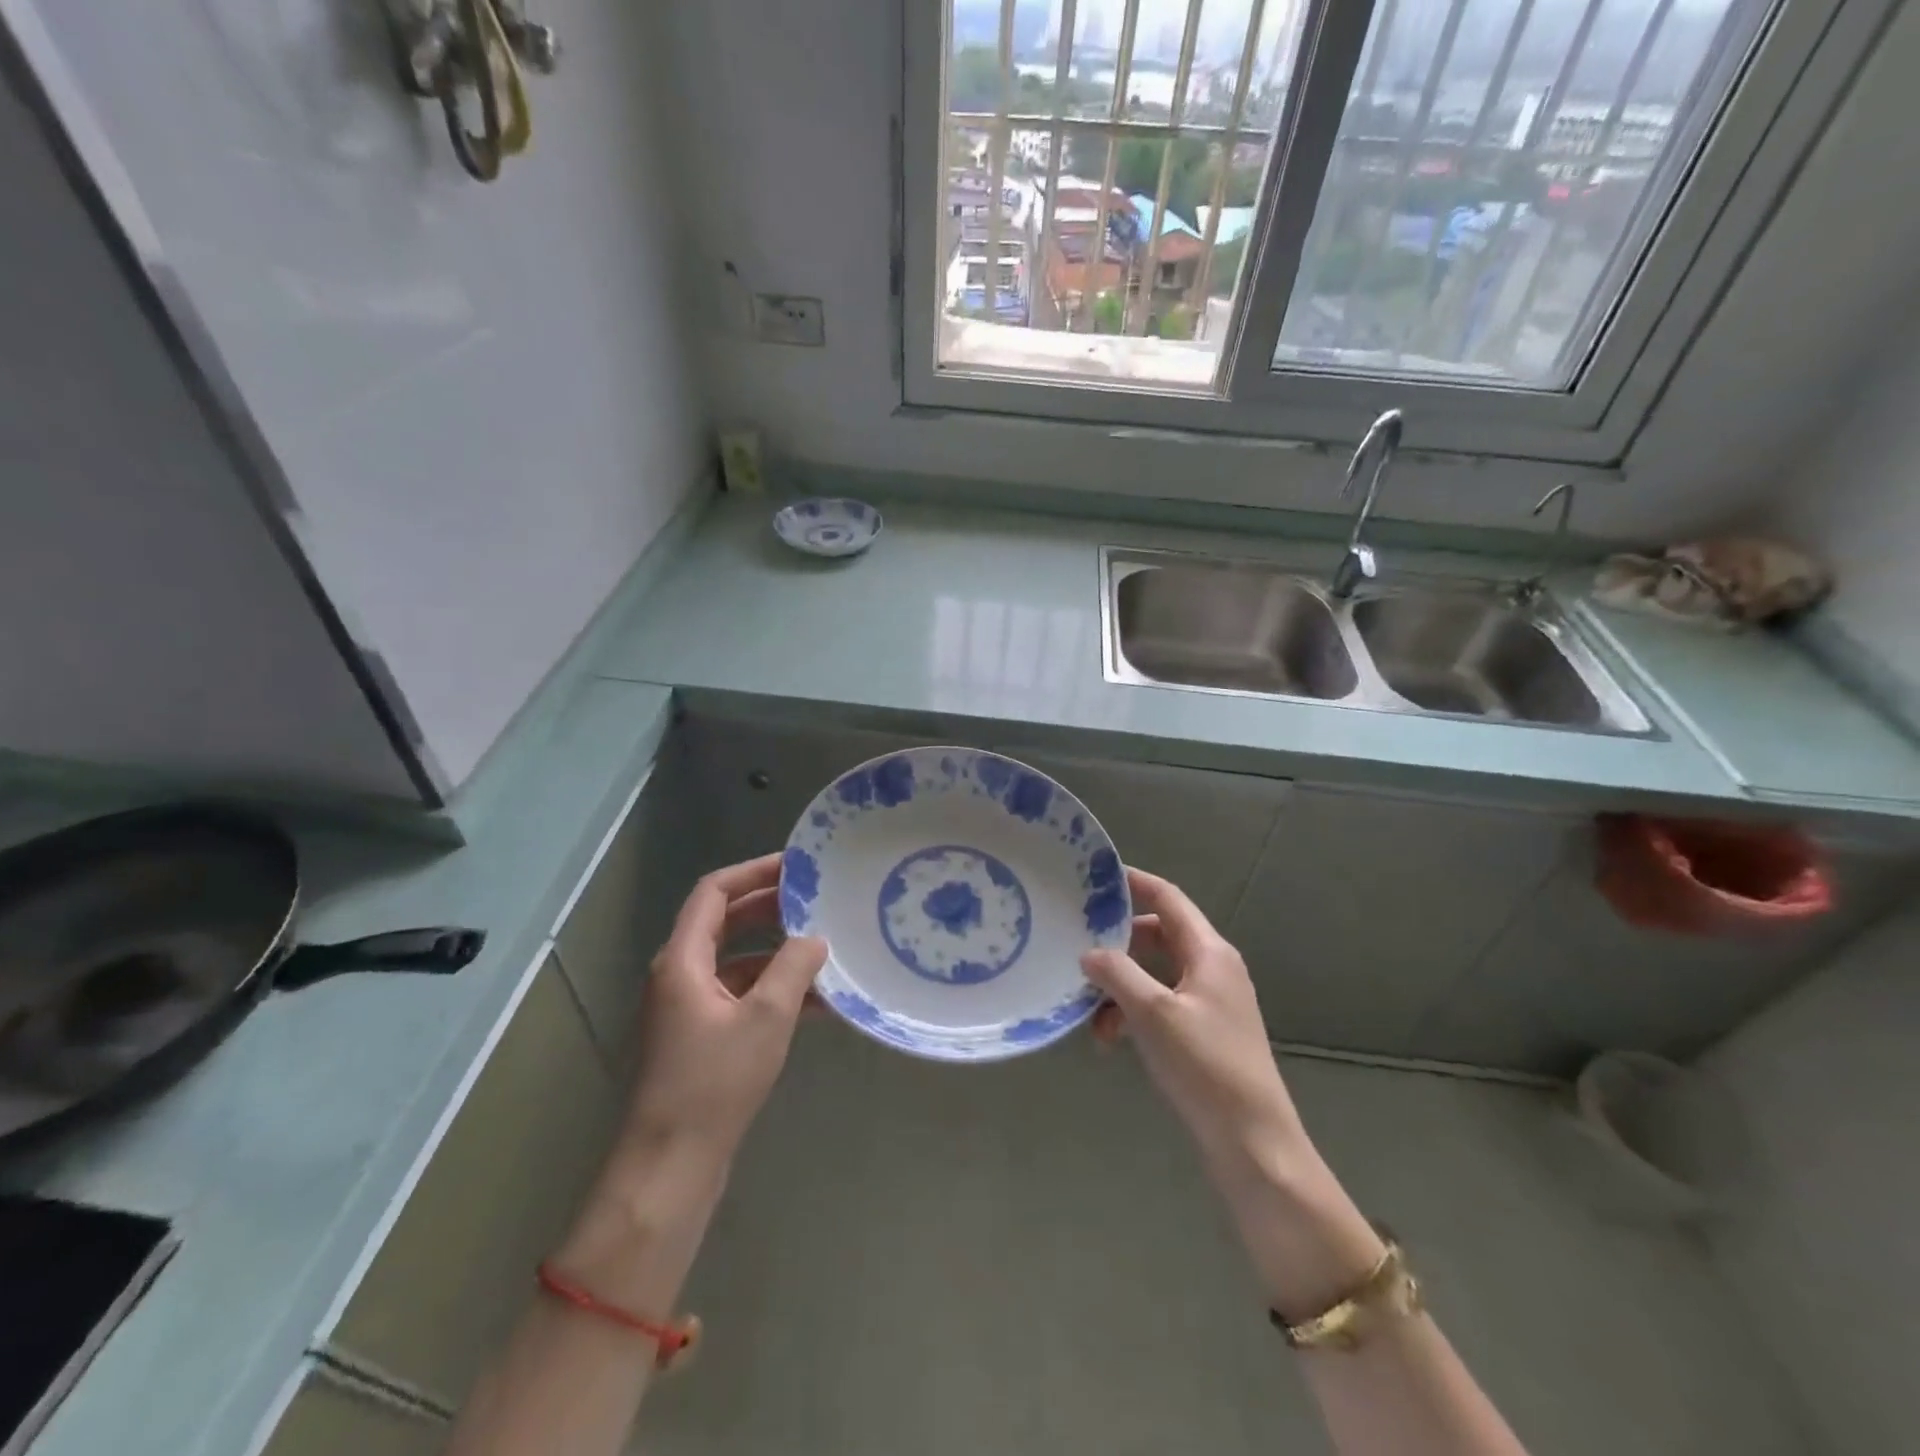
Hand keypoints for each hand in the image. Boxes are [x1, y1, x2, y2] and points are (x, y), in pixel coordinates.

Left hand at [626, 853, 827, 1164]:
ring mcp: (689, 1007)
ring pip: (737, 960)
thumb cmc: (714, 1082)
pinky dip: (774, 990)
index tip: (796, 866)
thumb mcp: (766, 1017)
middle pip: (725, 922)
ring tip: (825, 948)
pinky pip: (741, 994)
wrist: (672, 1165)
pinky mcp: (702, 1035)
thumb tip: (815, 938)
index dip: (753, 872)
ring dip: (778, 952)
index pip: (714, 892)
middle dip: (771, 908)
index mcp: (682, 960)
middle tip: (816, 900)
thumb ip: (793, 968)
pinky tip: (818, 1002)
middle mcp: (680, 975)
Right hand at [1082, 868, 1308, 1182]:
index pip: (1168, 898)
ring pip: (1154, 975)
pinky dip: (1133, 1014)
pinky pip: (1159, 1005)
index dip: (1134, 883)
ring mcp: (1209, 1001)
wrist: (1253, 1142)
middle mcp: (1212, 968)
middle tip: (1078, 949)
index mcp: (1209, 952)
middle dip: (1117, 945)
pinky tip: (1110, 1041)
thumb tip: (1089, 953)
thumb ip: (1117, 974)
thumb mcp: (1153, 1014)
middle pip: (1157, 936)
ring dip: (1120, 988)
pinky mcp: (1203, 1032)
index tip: (1095, 878)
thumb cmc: (1205, 1066)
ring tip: (1091, 1016)